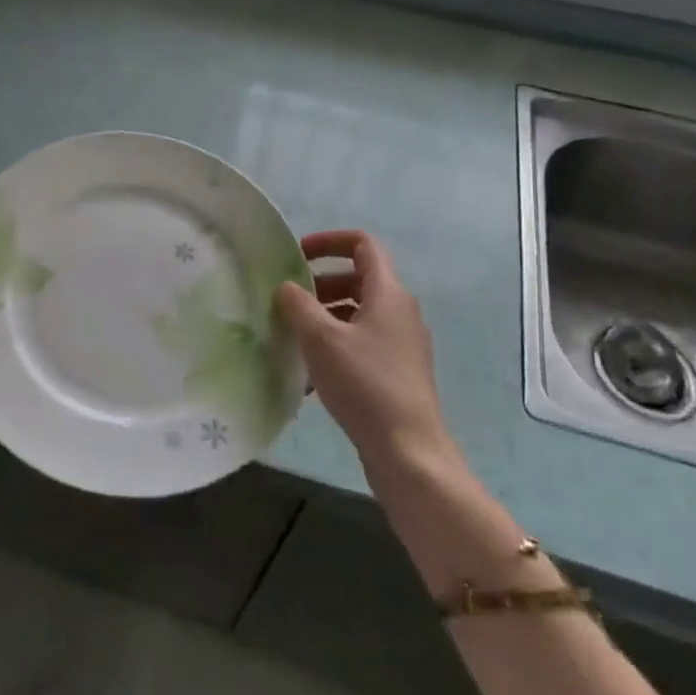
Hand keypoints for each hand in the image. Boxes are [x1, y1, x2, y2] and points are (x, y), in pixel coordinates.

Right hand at [275, 230, 466, 488]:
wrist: (409, 452)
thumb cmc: (365, 384)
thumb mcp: (321, 338)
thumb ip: (298, 304)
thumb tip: (286, 287)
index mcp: (388, 293)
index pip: (362, 244)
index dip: (328, 241)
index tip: (296, 256)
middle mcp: (400, 312)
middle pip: (357, 279)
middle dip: (319, 284)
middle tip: (288, 303)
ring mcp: (401, 344)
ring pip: (356, 314)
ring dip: (323, 318)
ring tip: (292, 340)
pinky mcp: (396, 373)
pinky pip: (360, 344)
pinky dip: (334, 347)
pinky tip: (309, 377)